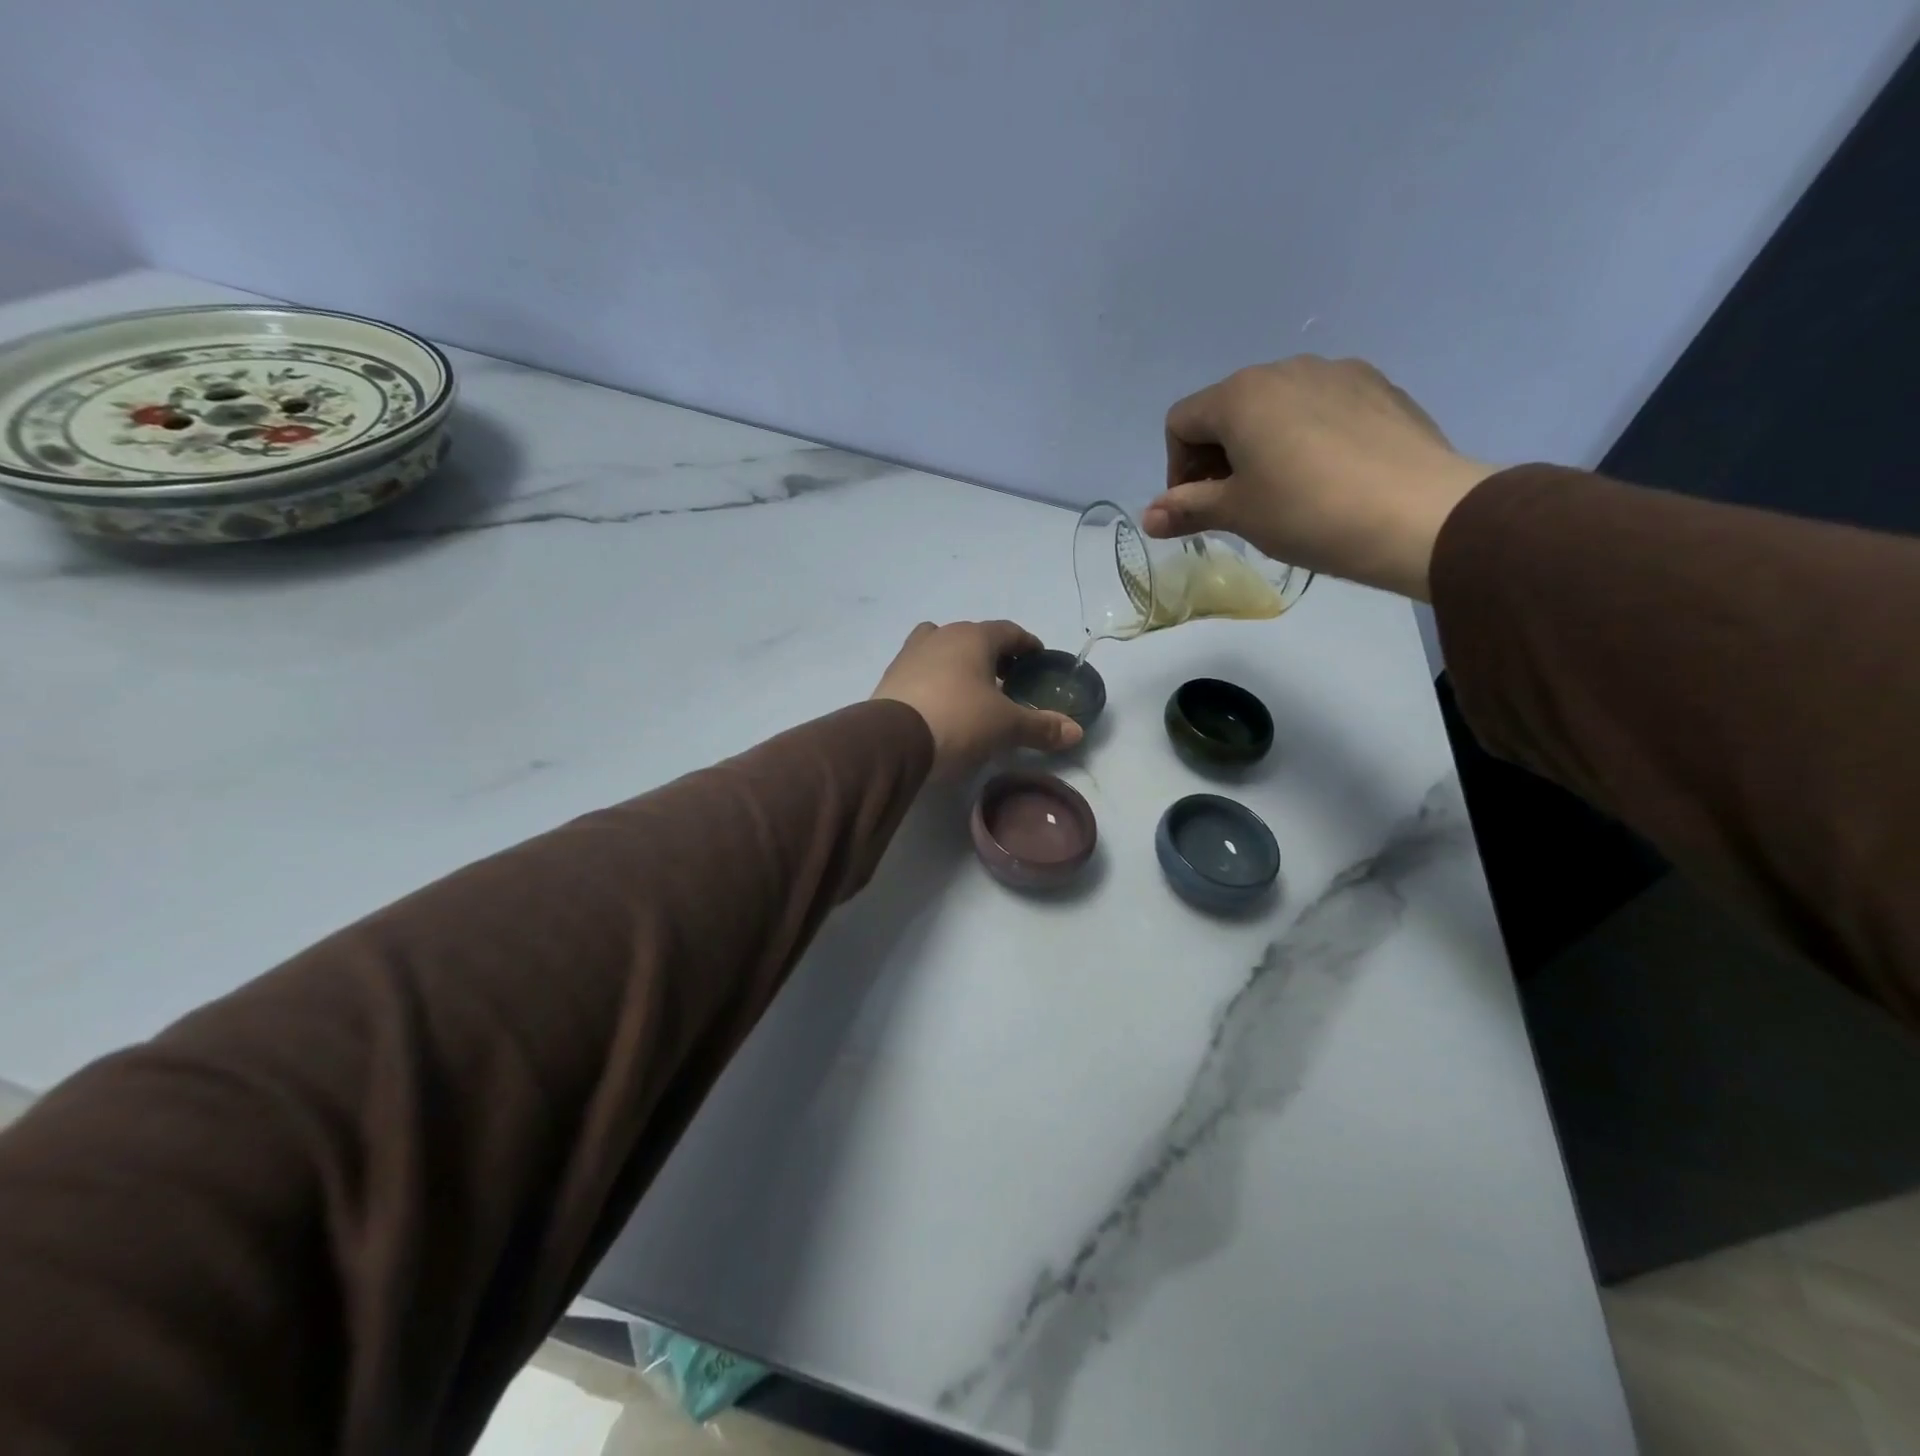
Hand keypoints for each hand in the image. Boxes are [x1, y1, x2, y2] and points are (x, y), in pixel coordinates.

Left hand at [871, 620, 1082, 775]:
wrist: (892, 741)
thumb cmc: (958, 720)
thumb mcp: (1006, 726)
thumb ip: (1041, 726)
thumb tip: (1076, 732)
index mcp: (973, 637)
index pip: (1008, 631)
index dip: (1027, 644)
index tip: (1038, 659)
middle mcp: (940, 636)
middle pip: (974, 637)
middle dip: (993, 654)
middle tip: (1008, 679)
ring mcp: (910, 654)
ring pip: (942, 648)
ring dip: (959, 662)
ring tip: (972, 690)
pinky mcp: (890, 677)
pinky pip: (921, 669)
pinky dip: (936, 679)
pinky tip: (942, 704)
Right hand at [1143, 357, 1498, 600]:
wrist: (1418, 514)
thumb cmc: (1308, 513)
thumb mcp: (1238, 514)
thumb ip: (1187, 509)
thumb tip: (1148, 518)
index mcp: (1240, 395)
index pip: (1181, 422)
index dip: (1177, 469)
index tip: (1198, 508)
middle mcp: (1284, 369)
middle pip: (1226, 409)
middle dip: (1217, 456)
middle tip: (1236, 504)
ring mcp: (1336, 372)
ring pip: (1275, 406)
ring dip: (1260, 445)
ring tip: (1283, 491)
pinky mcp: (1377, 386)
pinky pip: (1320, 407)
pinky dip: (1305, 437)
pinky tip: (1327, 476)